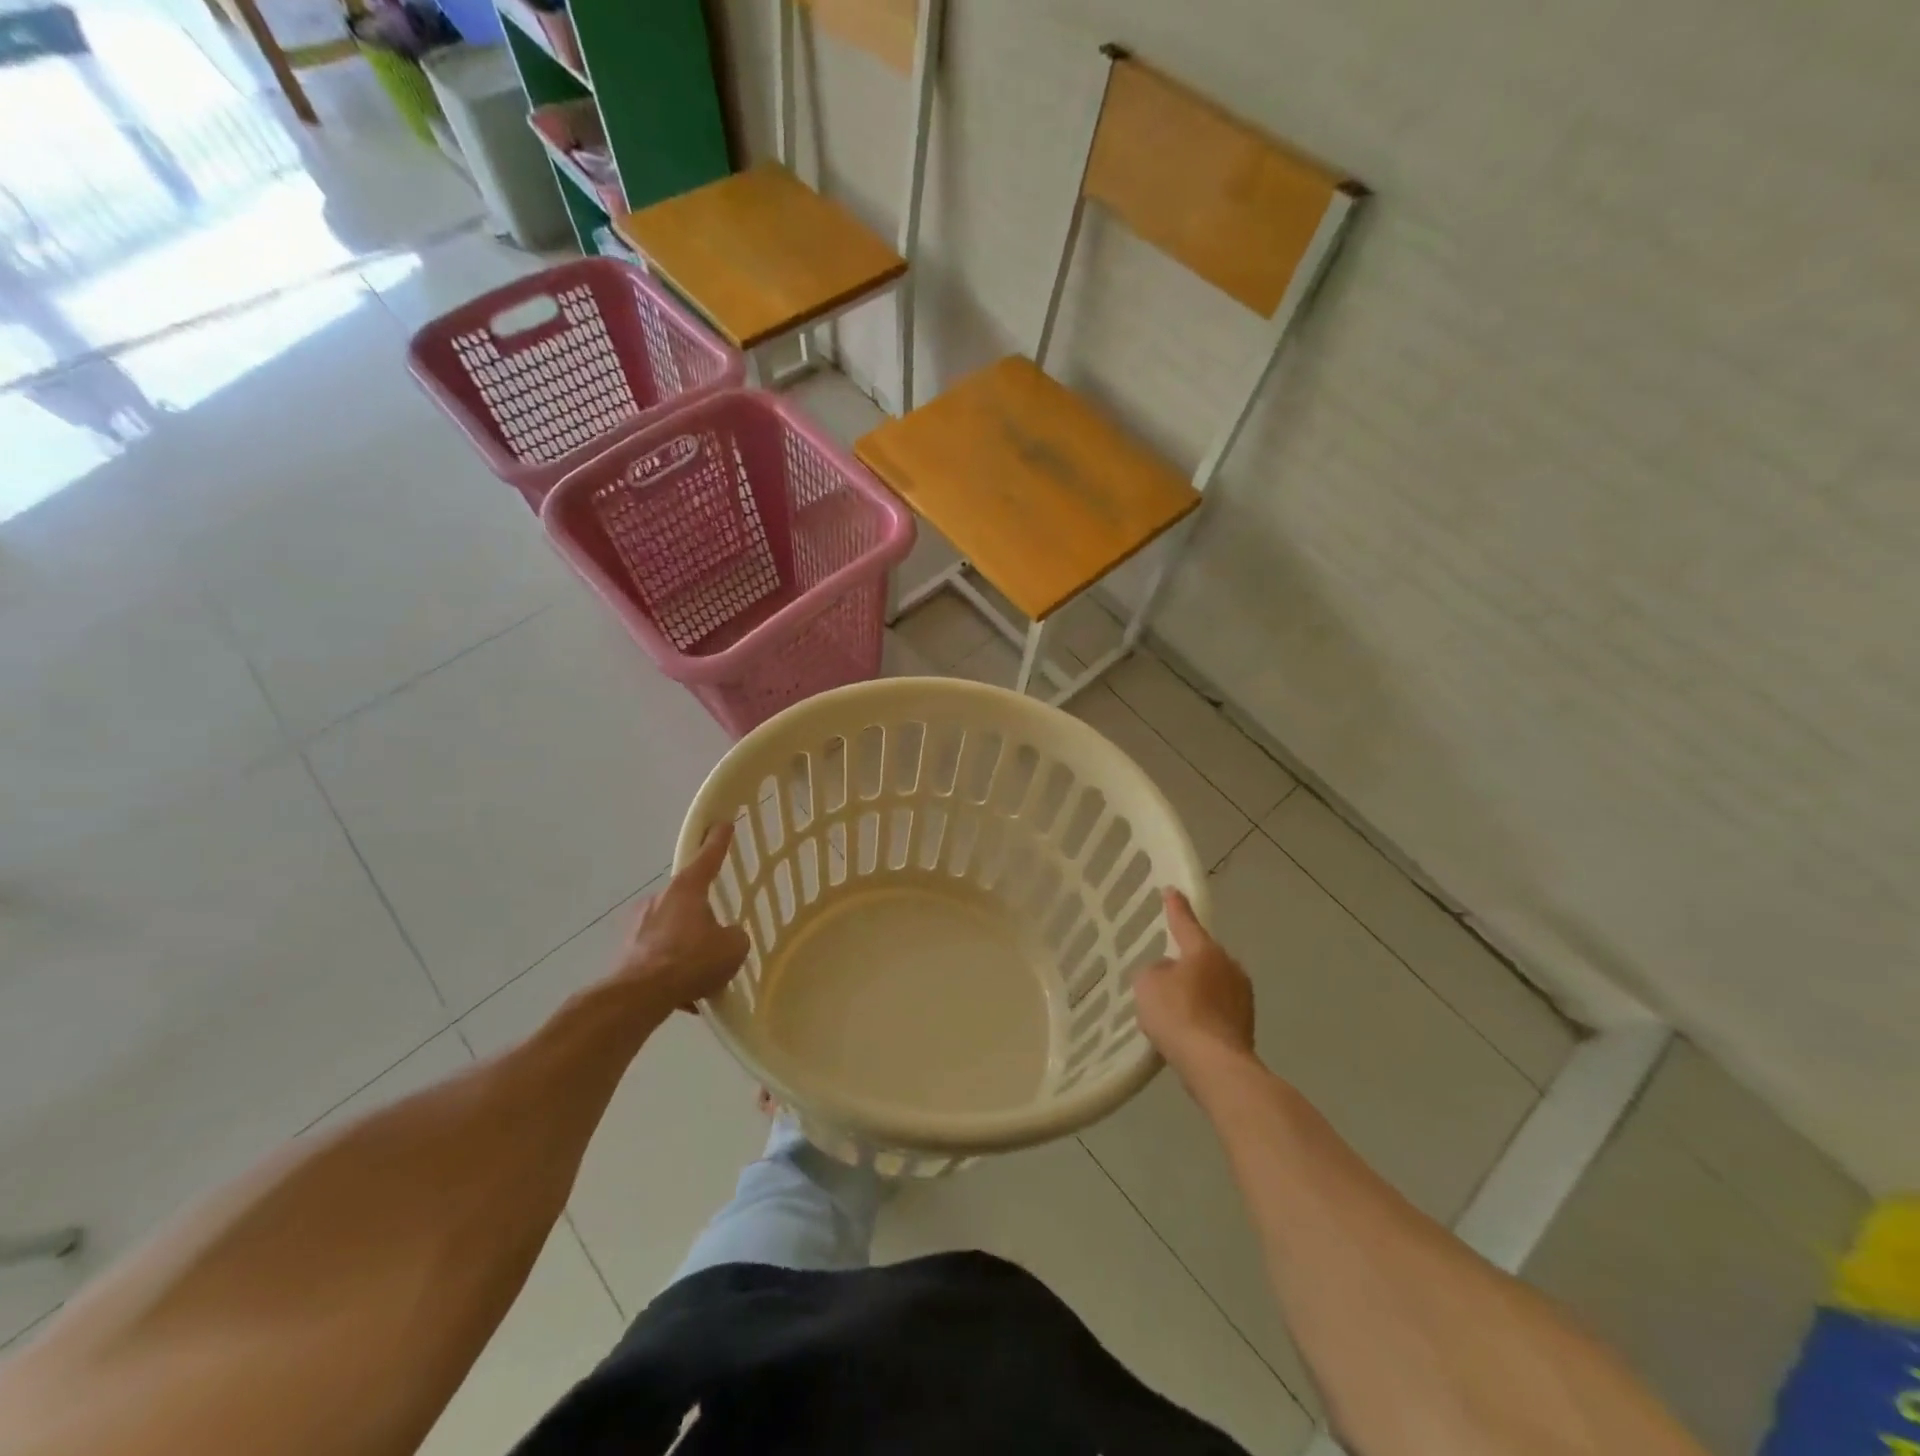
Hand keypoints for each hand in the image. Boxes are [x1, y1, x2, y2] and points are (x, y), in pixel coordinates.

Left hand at [616, 824, 750, 1010]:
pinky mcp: (626, 952)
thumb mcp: (733, 947)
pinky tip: (684, 996)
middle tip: (715, 939)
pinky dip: (671, 971)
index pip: (708, 857)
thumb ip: (735, 935)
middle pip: (687, 900)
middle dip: (700, 917)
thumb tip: (725, 937)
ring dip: (685, 946)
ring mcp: (638, 925)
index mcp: (687, 889)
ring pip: (671, 930)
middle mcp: (659, 899)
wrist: (639, 997)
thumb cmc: (691, 960)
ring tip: (701, 976)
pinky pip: (657, 956)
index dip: (718, 841)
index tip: (722, 823)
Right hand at [1133, 888, 1256, 1082]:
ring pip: (1212, 983)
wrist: (1215, 1066)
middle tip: (1166, 968)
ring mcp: (1242, 996)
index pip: (1185, 922)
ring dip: (1197, 988)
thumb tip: (1169, 972)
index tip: (1171, 891)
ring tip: (1175, 1004)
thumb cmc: (1178, 1015)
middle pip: (1202, 955)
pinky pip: (1217, 1009)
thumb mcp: (1148, 984)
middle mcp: (1229, 966)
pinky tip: (1188, 1028)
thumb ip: (1155, 970)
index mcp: (1205, 950)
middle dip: (1187, 959)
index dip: (1175, 906)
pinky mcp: (1246, 1024)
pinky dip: (1204, 1013)